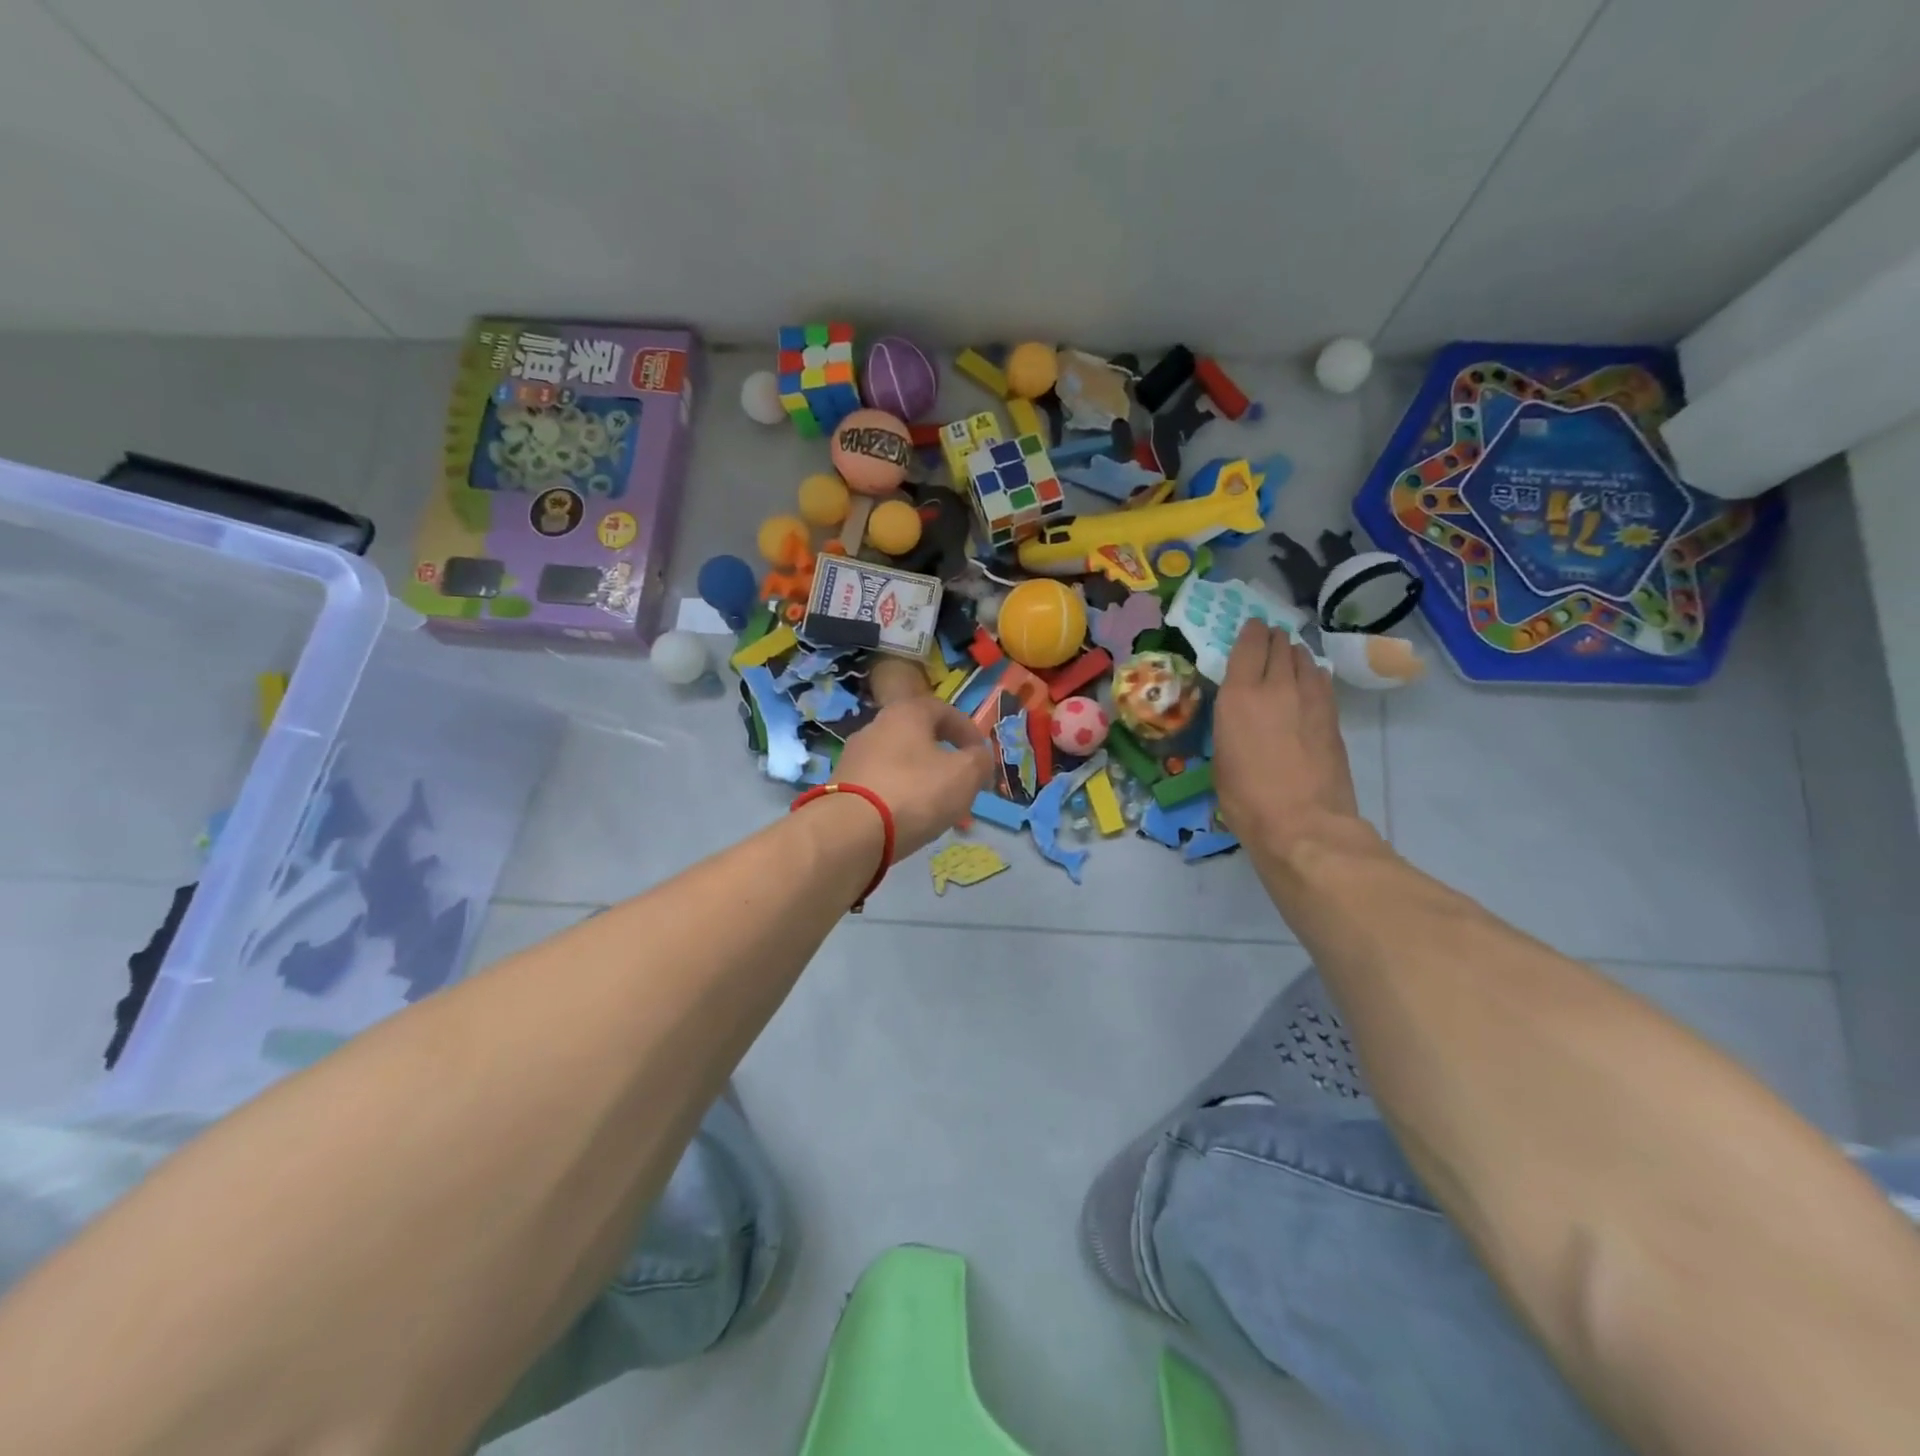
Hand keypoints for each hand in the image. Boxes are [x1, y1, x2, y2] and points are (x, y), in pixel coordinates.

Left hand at [832, 695, 995, 855]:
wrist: (850, 832)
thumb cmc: (915, 792)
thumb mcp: (965, 775)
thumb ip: (980, 761)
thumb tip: (978, 756)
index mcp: (905, 713)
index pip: (943, 710)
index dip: (968, 731)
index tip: (981, 756)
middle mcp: (875, 727)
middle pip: (918, 736)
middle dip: (944, 758)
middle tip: (961, 783)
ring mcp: (854, 757)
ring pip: (899, 763)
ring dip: (921, 779)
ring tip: (937, 807)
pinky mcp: (841, 786)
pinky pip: (880, 785)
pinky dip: (899, 796)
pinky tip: (908, 818)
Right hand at [1213, 622, 1362, 855]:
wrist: (1303, 824)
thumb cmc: (1247, 799)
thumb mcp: (1221, 760)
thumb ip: (1230, 726)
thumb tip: (1241, 716)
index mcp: (1240, 696)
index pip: (1249, 646)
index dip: (1250, 632)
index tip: (1250, 628)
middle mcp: (1276, 687)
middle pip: (1280, 646)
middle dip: (1273, 639)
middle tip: (1269, 640)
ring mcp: (1311, 700)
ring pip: (1305, 659)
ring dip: (1295, 654)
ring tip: (1290, 656)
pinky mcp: (1333, 717)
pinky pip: (1322, 682)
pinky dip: (1313, 674)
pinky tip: (1310, 680)